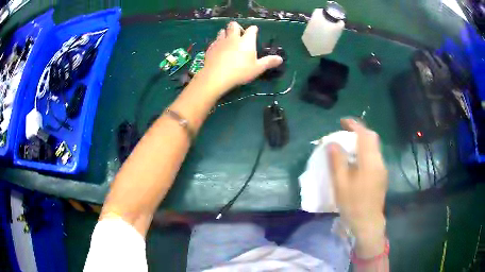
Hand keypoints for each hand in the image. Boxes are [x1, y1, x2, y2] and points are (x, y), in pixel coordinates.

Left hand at [197, 21, 282, 96]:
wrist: (216, 76)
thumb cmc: (240, 71)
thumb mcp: (257, 68)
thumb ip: (268, 62)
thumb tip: (280, 59)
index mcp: (247, 40)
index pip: (251, 29)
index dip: (253, 29)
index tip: (254, 32)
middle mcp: (233, 38)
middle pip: (234, 25)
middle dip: (237, 27)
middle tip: (239, 34)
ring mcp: (220, 41)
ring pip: (222, 31)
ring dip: (226, 33)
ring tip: (228, 40)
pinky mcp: (211, 48)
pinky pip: (214, 41)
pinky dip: (218, 42)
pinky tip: (219, 49)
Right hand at [329, 119, 388, 256]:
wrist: (367, 223)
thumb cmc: (353, 204)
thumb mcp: (341, 183)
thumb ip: (337, 161)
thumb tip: (332, 143)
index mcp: (370, 161)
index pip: (365, 134)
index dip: (354, 125)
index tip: (342, 122)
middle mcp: (379, 161)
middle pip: (372, 138)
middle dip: (359, 131)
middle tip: (345, 133)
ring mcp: (382, 169)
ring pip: (374, 147)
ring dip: (362, 142)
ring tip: (348, 146)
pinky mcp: (381, 176)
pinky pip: (374, 157)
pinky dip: (365, 152)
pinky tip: (355, 162)